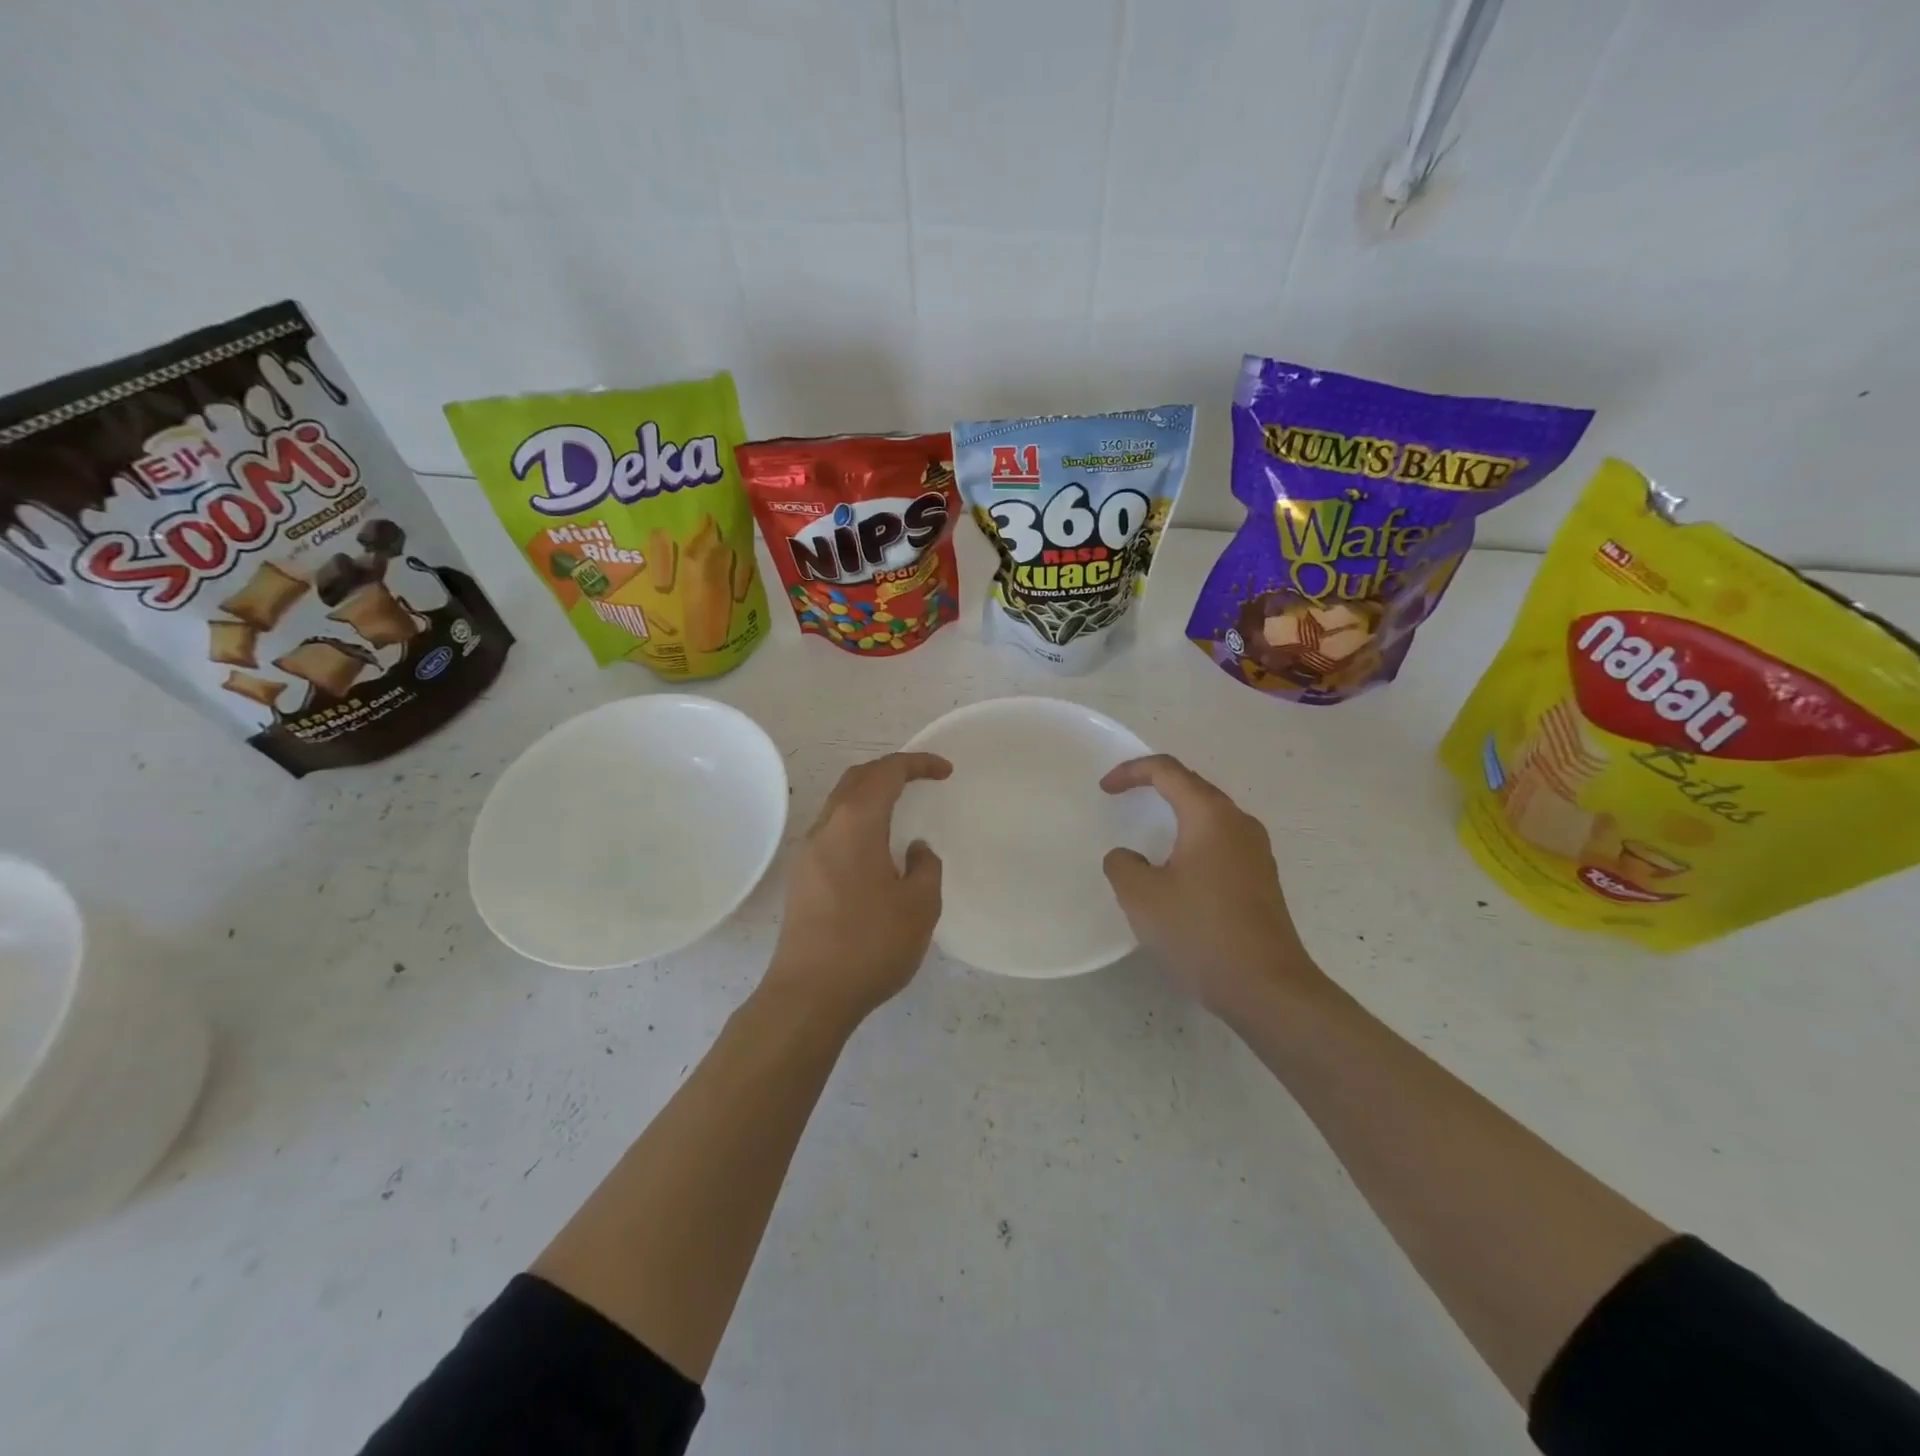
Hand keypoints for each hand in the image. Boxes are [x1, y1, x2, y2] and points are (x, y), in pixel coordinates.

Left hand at [762, 752, 950, 1024]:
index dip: (917, 764)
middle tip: (922, 780)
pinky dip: (858, 822)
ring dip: (871, 796)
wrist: (809, 995)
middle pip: (856, 780)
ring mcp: (806, 853)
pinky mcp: (801, 878)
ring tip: (901, 810)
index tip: (945, 772)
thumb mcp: (920, 906)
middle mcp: (824, 829)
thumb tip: (916, 850)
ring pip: (840, 805)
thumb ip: (926, 868)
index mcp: (854, 825)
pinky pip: (832, 831)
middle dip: (890, 771)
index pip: (886, 773)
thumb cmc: (870, 945)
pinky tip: (876, 850)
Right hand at [1101, 754, 1324, 1019]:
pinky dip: (1193, 839)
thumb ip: (1122, 865)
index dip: (1131, 771)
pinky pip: (1221, 841)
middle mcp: (1239, 823)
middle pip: (1193, 786)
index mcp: (1210, 816)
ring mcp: (1256, 852)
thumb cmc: (1200, 932)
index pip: (1168, 771)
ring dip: (1177, 813)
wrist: (1267, 987)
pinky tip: (1178, 868)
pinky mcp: (1262, 879)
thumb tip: (1128, 857)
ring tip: (1149, 830)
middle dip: (1155, 785)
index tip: (1105, 789)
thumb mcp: (1142, 897)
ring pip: (1210, 815)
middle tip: (1124, 798)